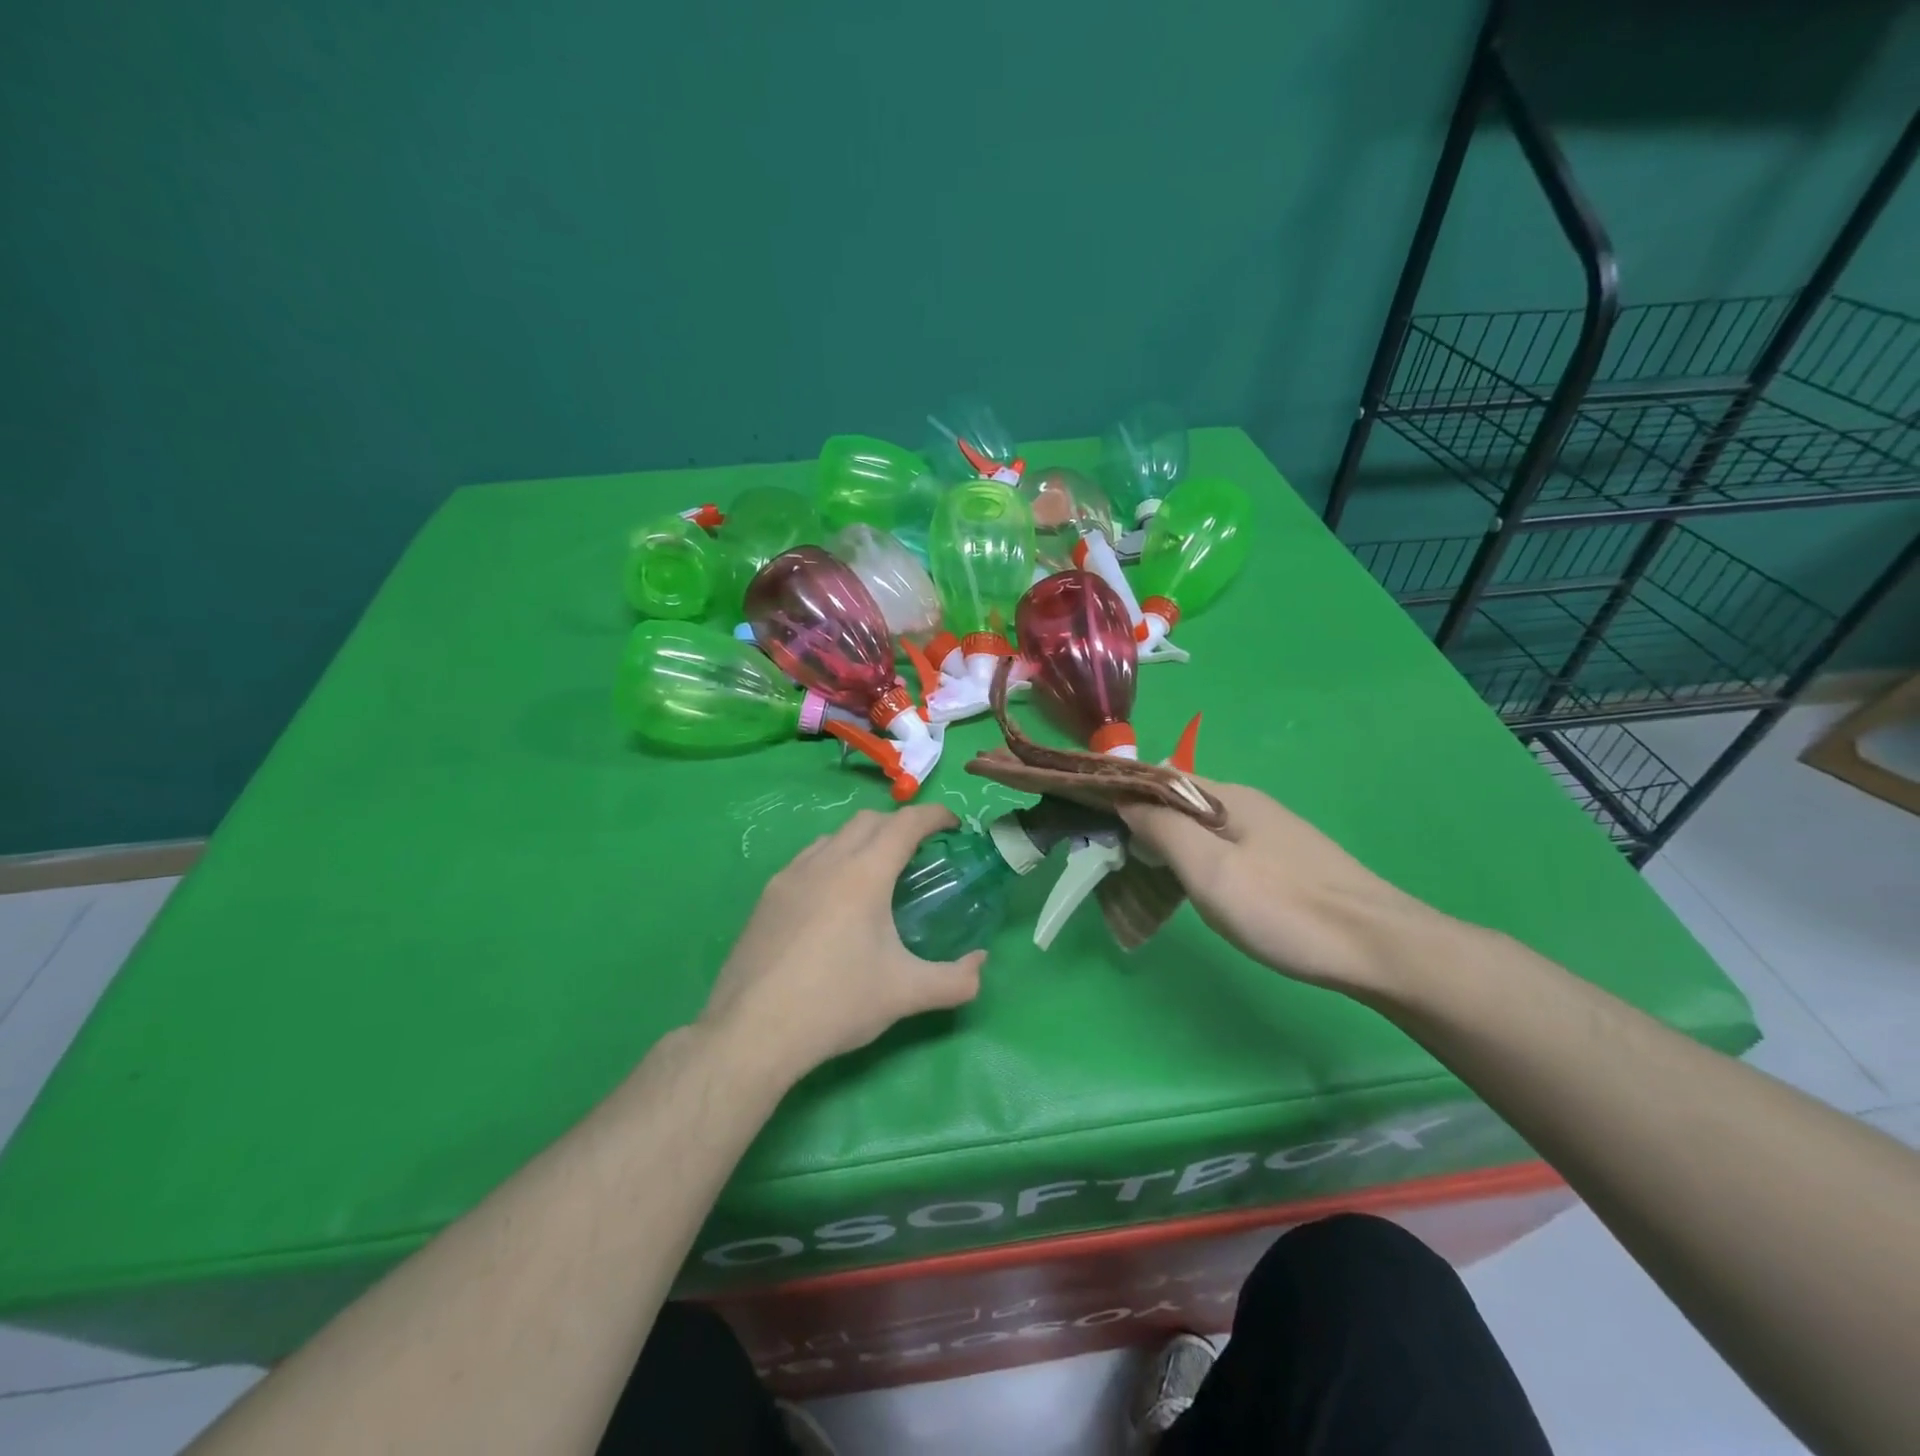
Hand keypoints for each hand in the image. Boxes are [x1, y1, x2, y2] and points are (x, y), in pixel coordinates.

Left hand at [699, 805, 984, 1081]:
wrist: (752, 1032)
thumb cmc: (836, 1003)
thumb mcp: (906, 994)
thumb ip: (956, 980)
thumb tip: (981, 965)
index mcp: (864, 874)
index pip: (905, 823)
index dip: (934, 815)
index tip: (953, 825)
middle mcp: (825, 862)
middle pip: (868, 820)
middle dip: (898, 825)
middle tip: (918, 853)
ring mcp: (789, 877)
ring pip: (833, 837)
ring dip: (861, 841)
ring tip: (875, 875)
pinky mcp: (766, 897)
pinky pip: (807, 861)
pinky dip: (831, 862)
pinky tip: (832, 902)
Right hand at [1119, 781, 1445, 997]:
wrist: (1381, 949)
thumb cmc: (1285, 908)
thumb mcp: (1210, 869)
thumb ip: (1163, 829)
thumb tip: (1124, 797)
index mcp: (1228, 797)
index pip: (1159, 778)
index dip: (1122, 793)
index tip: (1090, 819)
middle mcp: (1249, 804)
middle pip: (1180, 801)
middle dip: (1142, 820)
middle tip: (1114, 858)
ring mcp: (1271, 833)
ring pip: (1202, 827)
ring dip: (1168, 842)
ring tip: (1145, 876)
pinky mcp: (1286, 861)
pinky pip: (1224, 847)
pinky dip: (1195, 858)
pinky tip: (1196, 887)